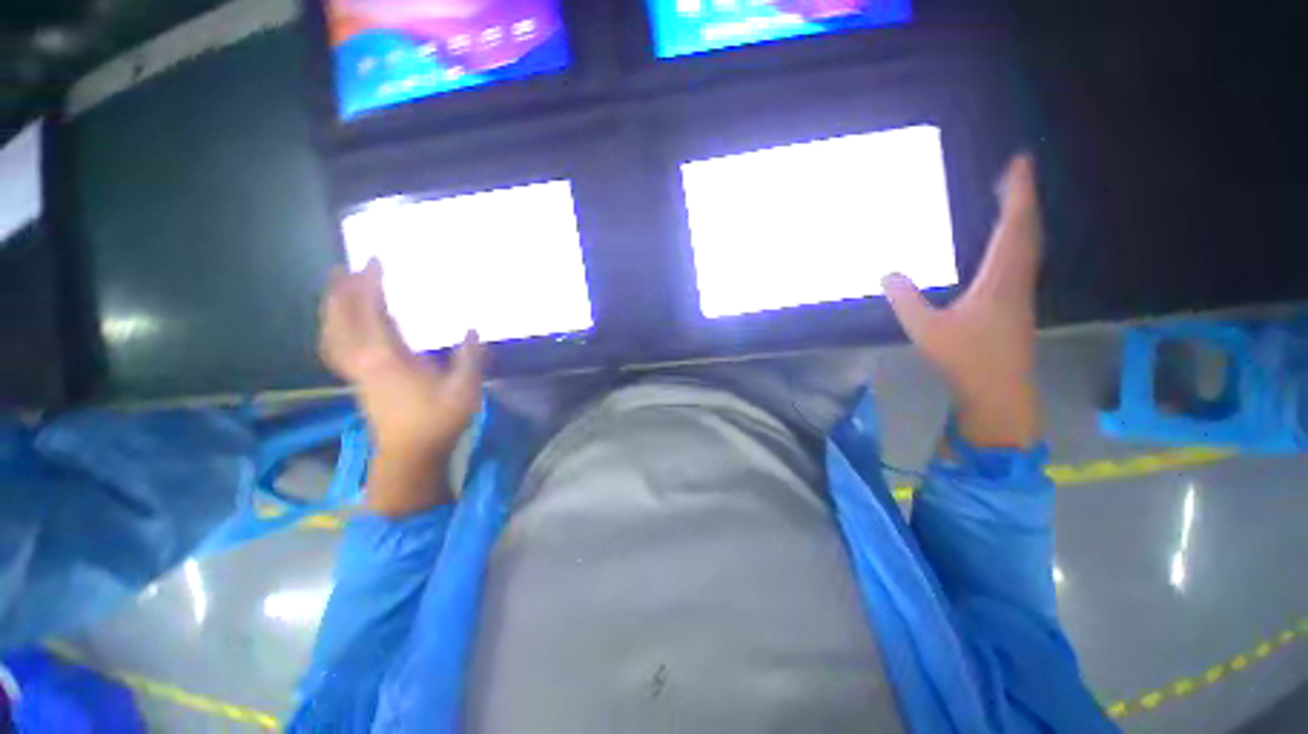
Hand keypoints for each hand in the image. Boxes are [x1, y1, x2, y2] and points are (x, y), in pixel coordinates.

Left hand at [319, 260, 485, 514]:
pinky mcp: (358, 383)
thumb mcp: (464, 389)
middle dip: (340, 292)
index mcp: (387, 358)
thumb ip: (469, 357)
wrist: (410, 455)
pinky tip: (345, 329)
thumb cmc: (437, 421)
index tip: (375, 262)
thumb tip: (472, 330)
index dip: (370, 285)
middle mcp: (364, 361)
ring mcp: (357, 373)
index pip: (372, 313)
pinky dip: (335, 331)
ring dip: (332, 310)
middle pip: (341, 320)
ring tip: (338, 292)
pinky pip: (337, 349)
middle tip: (345, 268)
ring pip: (333, 335)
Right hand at [882, 155, 1041, 448]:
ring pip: (1029, 246)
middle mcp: (1017, 280)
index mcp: (999, 280)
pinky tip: (1008, 246)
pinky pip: (1023, 261)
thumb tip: (887, 273)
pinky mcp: (1017, 306)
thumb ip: (905, 300)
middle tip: (1014, 173)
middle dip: (1022, 199)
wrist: (999, 393)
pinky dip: (1019, 241)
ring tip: (1012, 201)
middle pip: (1027, 231)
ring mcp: (1020, 294)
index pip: (1013, 228)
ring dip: (1023, 219)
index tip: (1020, 161)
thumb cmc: (965, 359)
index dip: (1018, 193)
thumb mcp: (925, 329)